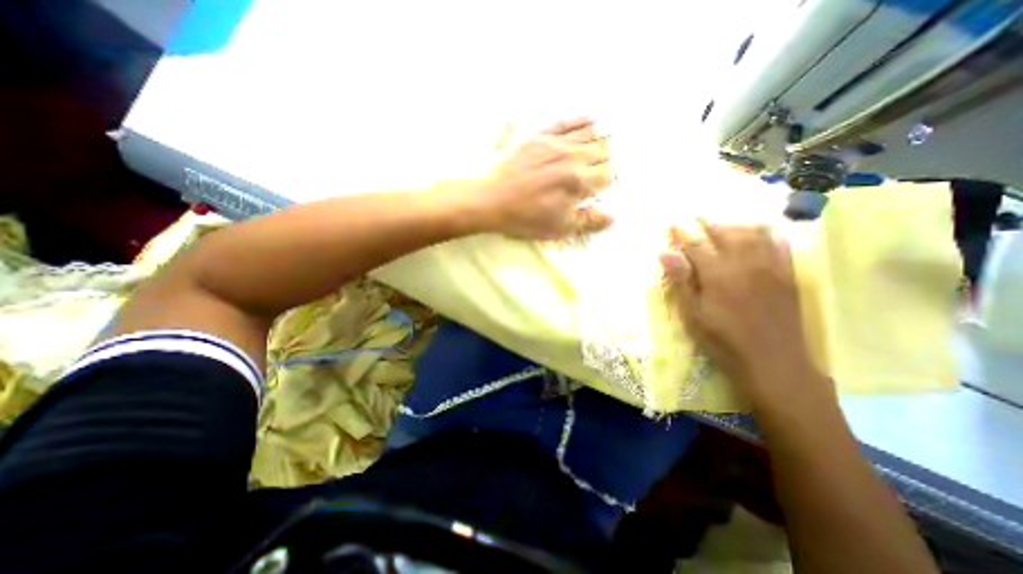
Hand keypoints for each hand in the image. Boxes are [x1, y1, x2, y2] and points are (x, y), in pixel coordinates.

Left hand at [473, 116, 613, 239]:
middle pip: (602, 152)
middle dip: (606, 161)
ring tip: (604, 144)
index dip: (608, 182)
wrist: (491, 200)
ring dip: (600, 139)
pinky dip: (581, 120)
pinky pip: (566, 121)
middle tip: (602, 169)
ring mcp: (555, 143)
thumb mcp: (558, 228)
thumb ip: (588, 221)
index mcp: (578, 181)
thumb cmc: (525, 218)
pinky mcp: (540, 135)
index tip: (603, 187)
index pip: (607, 175)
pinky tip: (591, 119)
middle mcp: (572, 157)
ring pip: (589, 133)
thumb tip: (612, 216)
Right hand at [656, 219, 828, 406]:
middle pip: (725, 234)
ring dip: (735, 224)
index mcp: (717, 274)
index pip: (696, 245)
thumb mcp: (692, 315)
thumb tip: (666, 254)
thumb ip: (681, 281)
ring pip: (753, 235)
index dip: (683, 233)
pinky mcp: (787, 276)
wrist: (773, 362)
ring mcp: (770, 268)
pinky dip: (768, 234)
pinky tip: (761, 232)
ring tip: (724, 222)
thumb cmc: (723, 341)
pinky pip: (780, 246)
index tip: (673, 224)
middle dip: (708, 223)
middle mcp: (745, 264)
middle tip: (697, 216)